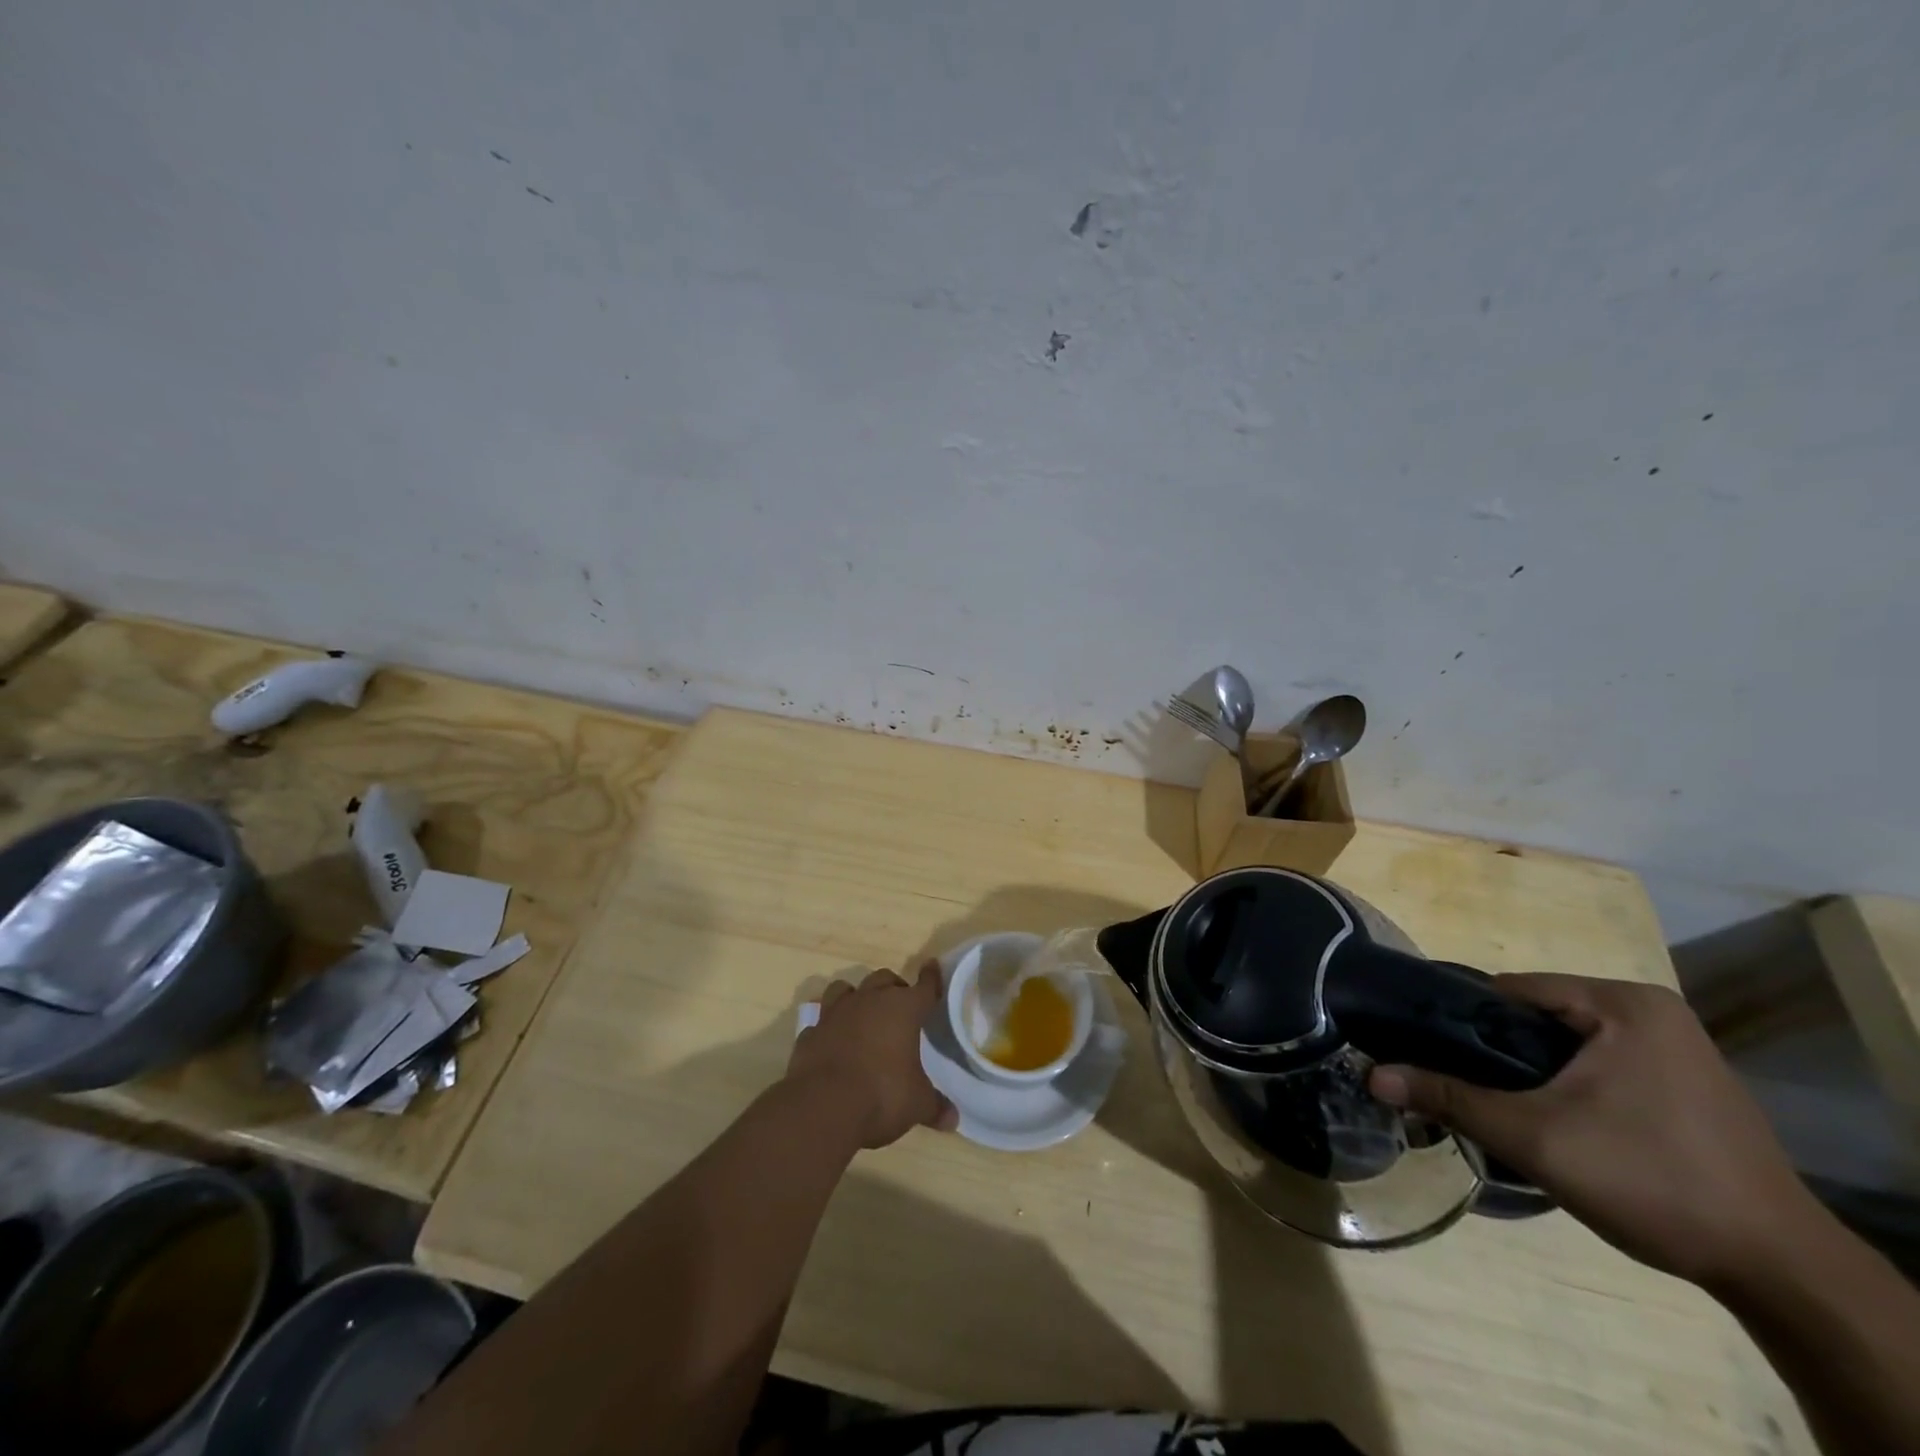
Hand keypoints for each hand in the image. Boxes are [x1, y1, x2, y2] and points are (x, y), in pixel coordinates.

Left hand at [787, 962, 957, 1148]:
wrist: (822, 1106)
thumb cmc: (882, 1095)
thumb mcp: (917, 1105)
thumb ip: (934, 1106)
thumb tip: (953, 1119)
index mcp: (902, 1009)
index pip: (923, 987)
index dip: (930, 978)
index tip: (931, 966)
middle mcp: (869, 1001)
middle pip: (884, 979)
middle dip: (893, 987)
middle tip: (900, 1006)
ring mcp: (835, 1013)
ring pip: (845, 988)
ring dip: (856, 997)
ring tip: (861, 1013)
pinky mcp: (810, 1033)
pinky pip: (821, 1021)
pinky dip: (828, 1028)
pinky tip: (832, 1042)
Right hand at [1368, 972, 1817, 1288]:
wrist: (1781, 1271)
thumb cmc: (1652, 1180)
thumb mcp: (1535, 1138)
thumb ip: (1449, 1097)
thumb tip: (1371, 1076)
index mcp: (1622, 1002)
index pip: (1511, 991)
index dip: (1461, 1020)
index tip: (1426, 1049)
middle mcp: (1650, 1010)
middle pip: (1538, 1017)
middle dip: (1497, 1051)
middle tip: (1461, 1086)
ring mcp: (1675, 1047)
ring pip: (1567, 1044)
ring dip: (1531, 1072)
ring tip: (1501, 1106)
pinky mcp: (1686, 1083)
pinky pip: (1601, 1065)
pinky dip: (1569, 1086)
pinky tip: (1557, 1121)